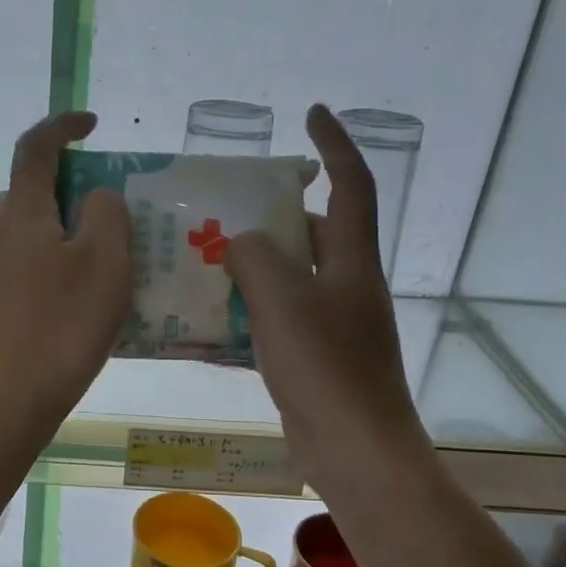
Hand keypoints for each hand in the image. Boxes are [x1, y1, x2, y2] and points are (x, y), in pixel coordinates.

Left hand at [0, 112, 129, 420]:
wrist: (8, 397)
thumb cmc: (62, 322)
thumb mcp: (104, 260)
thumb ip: (106, 213)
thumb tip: (96, 197)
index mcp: (23, 211)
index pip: (37, 146)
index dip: (63, 125)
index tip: (93, 124)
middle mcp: (0, 231)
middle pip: (37, 191)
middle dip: (75, 188)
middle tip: (117, 210)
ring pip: (37, 232)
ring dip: (71, 232)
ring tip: (114, 259)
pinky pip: (33, 265)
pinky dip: (61, 264)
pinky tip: (88, 299)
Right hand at [224, 105, 426, 470]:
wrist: (356, 452)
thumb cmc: (326, 370)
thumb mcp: (282, 303)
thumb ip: (255, 260)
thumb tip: (239, 244)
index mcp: (351, 262)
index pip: (351, 185)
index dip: (335, 145)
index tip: (312, 114)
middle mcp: (348, 285)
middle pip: (314, 232)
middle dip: (275, 214)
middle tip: (227, 208)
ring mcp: (335, 324)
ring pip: (292, 277)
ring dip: (256, 265)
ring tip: (208, 259)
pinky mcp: (319, 358)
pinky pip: (280, 318)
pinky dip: (252, 311)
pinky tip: (214, 320)